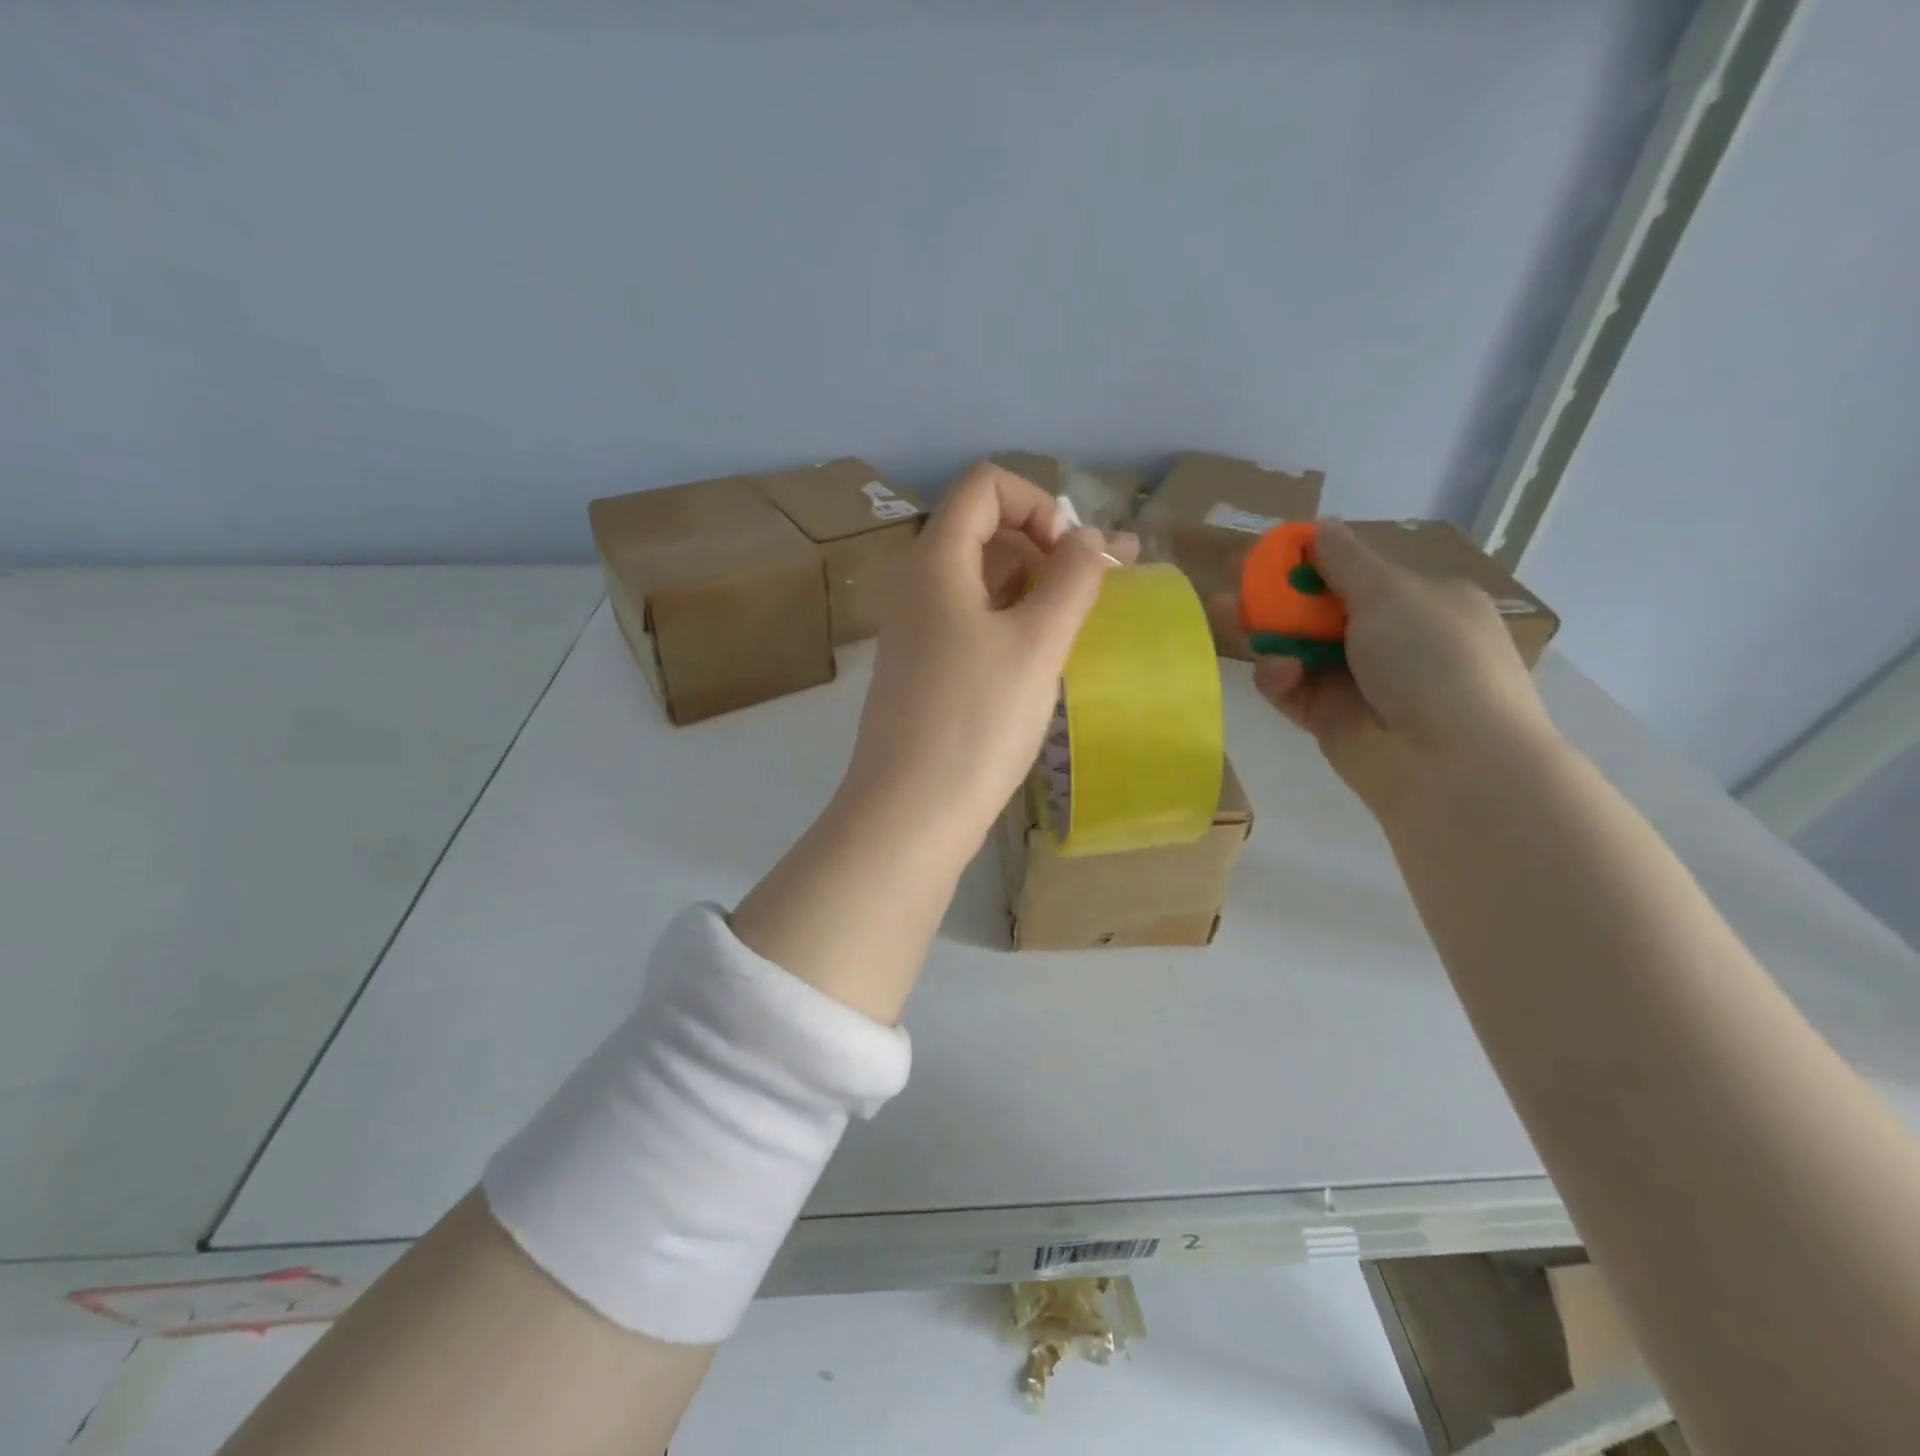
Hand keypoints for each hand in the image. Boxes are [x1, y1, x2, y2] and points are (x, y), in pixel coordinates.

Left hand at [839, 462, 1136, 862]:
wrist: (909, 813)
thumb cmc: (976, 721)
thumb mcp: (1037, 643)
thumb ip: (1073, 579)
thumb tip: (1094, 538)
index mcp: (935, 562)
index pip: (985, 486)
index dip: (1039, 503)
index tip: (1074, 556)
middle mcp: (918, 586)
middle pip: (985, 531)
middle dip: (1048, 546)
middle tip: (1103, 586)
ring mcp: (917, 632)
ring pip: (982, 582)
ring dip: (1036, 588)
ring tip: (1084, 623)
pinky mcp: (924, 671)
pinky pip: (972, 623)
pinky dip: (1013, 624)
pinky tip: (1045, 658)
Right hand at [1210, 519, 1555, 818]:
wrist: (1448, 760)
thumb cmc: (1431, 658)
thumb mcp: (1391, 593)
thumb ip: (1343, 559)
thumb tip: (1319, 526)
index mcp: (1422, 602)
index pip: (1357, 574)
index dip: (1309, 561)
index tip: (1268, 553)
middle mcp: (1391, 640)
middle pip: (1318, 611)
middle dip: (1275, 596)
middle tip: (1231, 582)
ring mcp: (1358, 683)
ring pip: (1297, 649)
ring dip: (1265, 632)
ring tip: (1226, 613)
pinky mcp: (1329, 719)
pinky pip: (1292, 688)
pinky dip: (1280, 677)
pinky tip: (1280, 674)